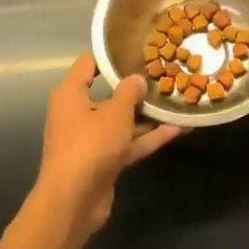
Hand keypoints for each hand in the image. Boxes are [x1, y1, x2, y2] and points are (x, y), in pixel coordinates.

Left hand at [34, 53, 182, 238]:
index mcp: (70, 94)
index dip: (112, 54)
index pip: (89, 64)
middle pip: (109, 92)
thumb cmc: (90, 145)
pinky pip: (128, 143)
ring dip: (147, 114)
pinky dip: (149, 138)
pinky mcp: (103, 160)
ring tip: (176, 100)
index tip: (139, 46)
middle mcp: (77, 113)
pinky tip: (178, 130)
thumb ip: (129, 92)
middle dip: (135, 86)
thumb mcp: (115, 112)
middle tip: (164, 73)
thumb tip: (137, 79)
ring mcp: (91, 139)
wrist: (73, 201)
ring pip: (122, 120)